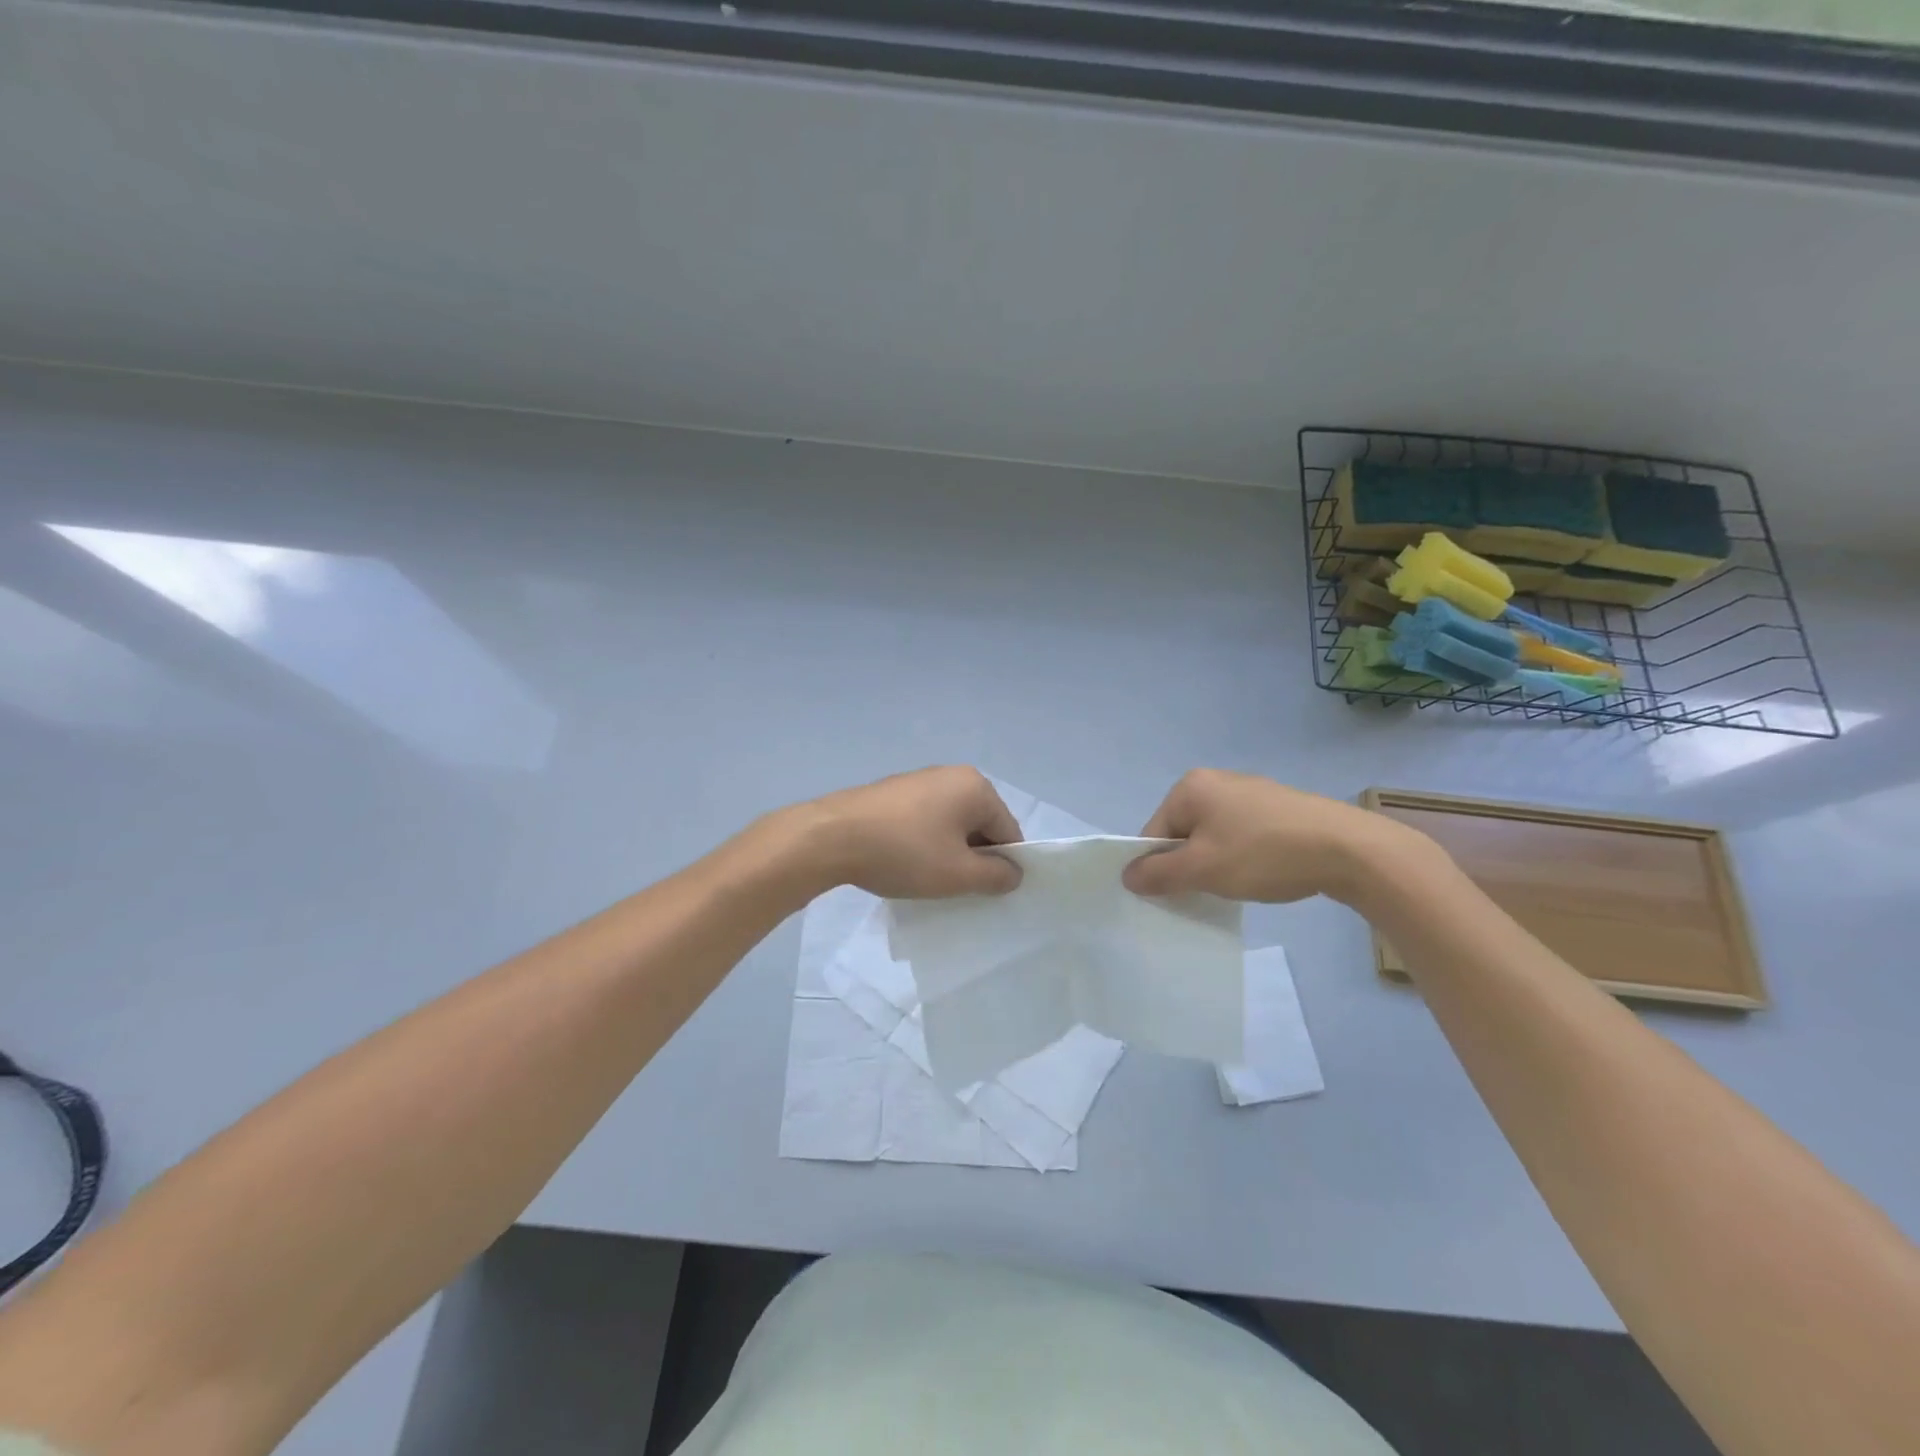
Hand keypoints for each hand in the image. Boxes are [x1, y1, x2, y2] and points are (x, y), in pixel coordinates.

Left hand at [790, 766, 1023, 898]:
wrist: (831, 838)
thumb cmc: (904, 853)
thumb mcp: (958, 874)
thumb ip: (996, 876)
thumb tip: (1014, 872)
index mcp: (976, 787)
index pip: (1008, 831)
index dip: (1003, 866)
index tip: (984, 893)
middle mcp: (951, 774)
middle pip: (980, 824)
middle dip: (973, 857)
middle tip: (956, 889)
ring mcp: (919, 780)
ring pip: (950, 824)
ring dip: (947, 852)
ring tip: (927, 879)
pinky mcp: (893, 791)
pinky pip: (924, 820)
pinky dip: (923, 842)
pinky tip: (904, 862)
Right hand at [1121, 768, 1424, 904]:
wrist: (1347, 849)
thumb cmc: (1263, 855)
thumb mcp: (1203, 869)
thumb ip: (1158, 874)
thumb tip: (1126, 876)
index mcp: (1190, 787)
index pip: (1154, 832)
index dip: (1159, 867)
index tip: (1179, 894)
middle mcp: (1216, 779)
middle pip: (1182, 832)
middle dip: (1189, 864)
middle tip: (1209, 891)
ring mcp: (1250, 790)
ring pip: (1213, 835)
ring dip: (1216, 862)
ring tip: (1239, 885)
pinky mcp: (1278, 806)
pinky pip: (1242, 833)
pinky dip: (1243, 855)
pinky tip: (1263, 873)